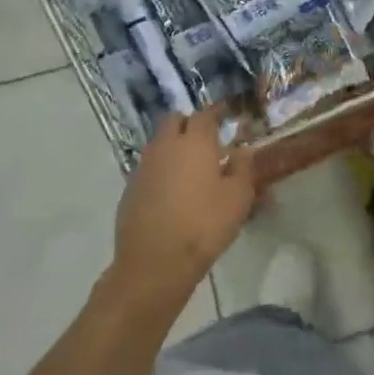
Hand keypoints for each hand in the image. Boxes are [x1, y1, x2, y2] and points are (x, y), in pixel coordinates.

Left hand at [113, 108, 257, 308]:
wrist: (155, 262)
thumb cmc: (204, 225)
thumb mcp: (238, 198)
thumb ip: (243, 168)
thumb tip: (243, 150)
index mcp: (194, 142)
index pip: (205, 114)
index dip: (217, 112)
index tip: (226, 114)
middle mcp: (166, 145)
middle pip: (175, 120)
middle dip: (190, 124)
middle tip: (206, 140)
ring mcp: (144, 165)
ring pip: (159, 142)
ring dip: (174, 146)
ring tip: (191, 167)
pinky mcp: (130, 187)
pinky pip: (149, 166)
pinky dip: (161, 169)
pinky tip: (172, 191)